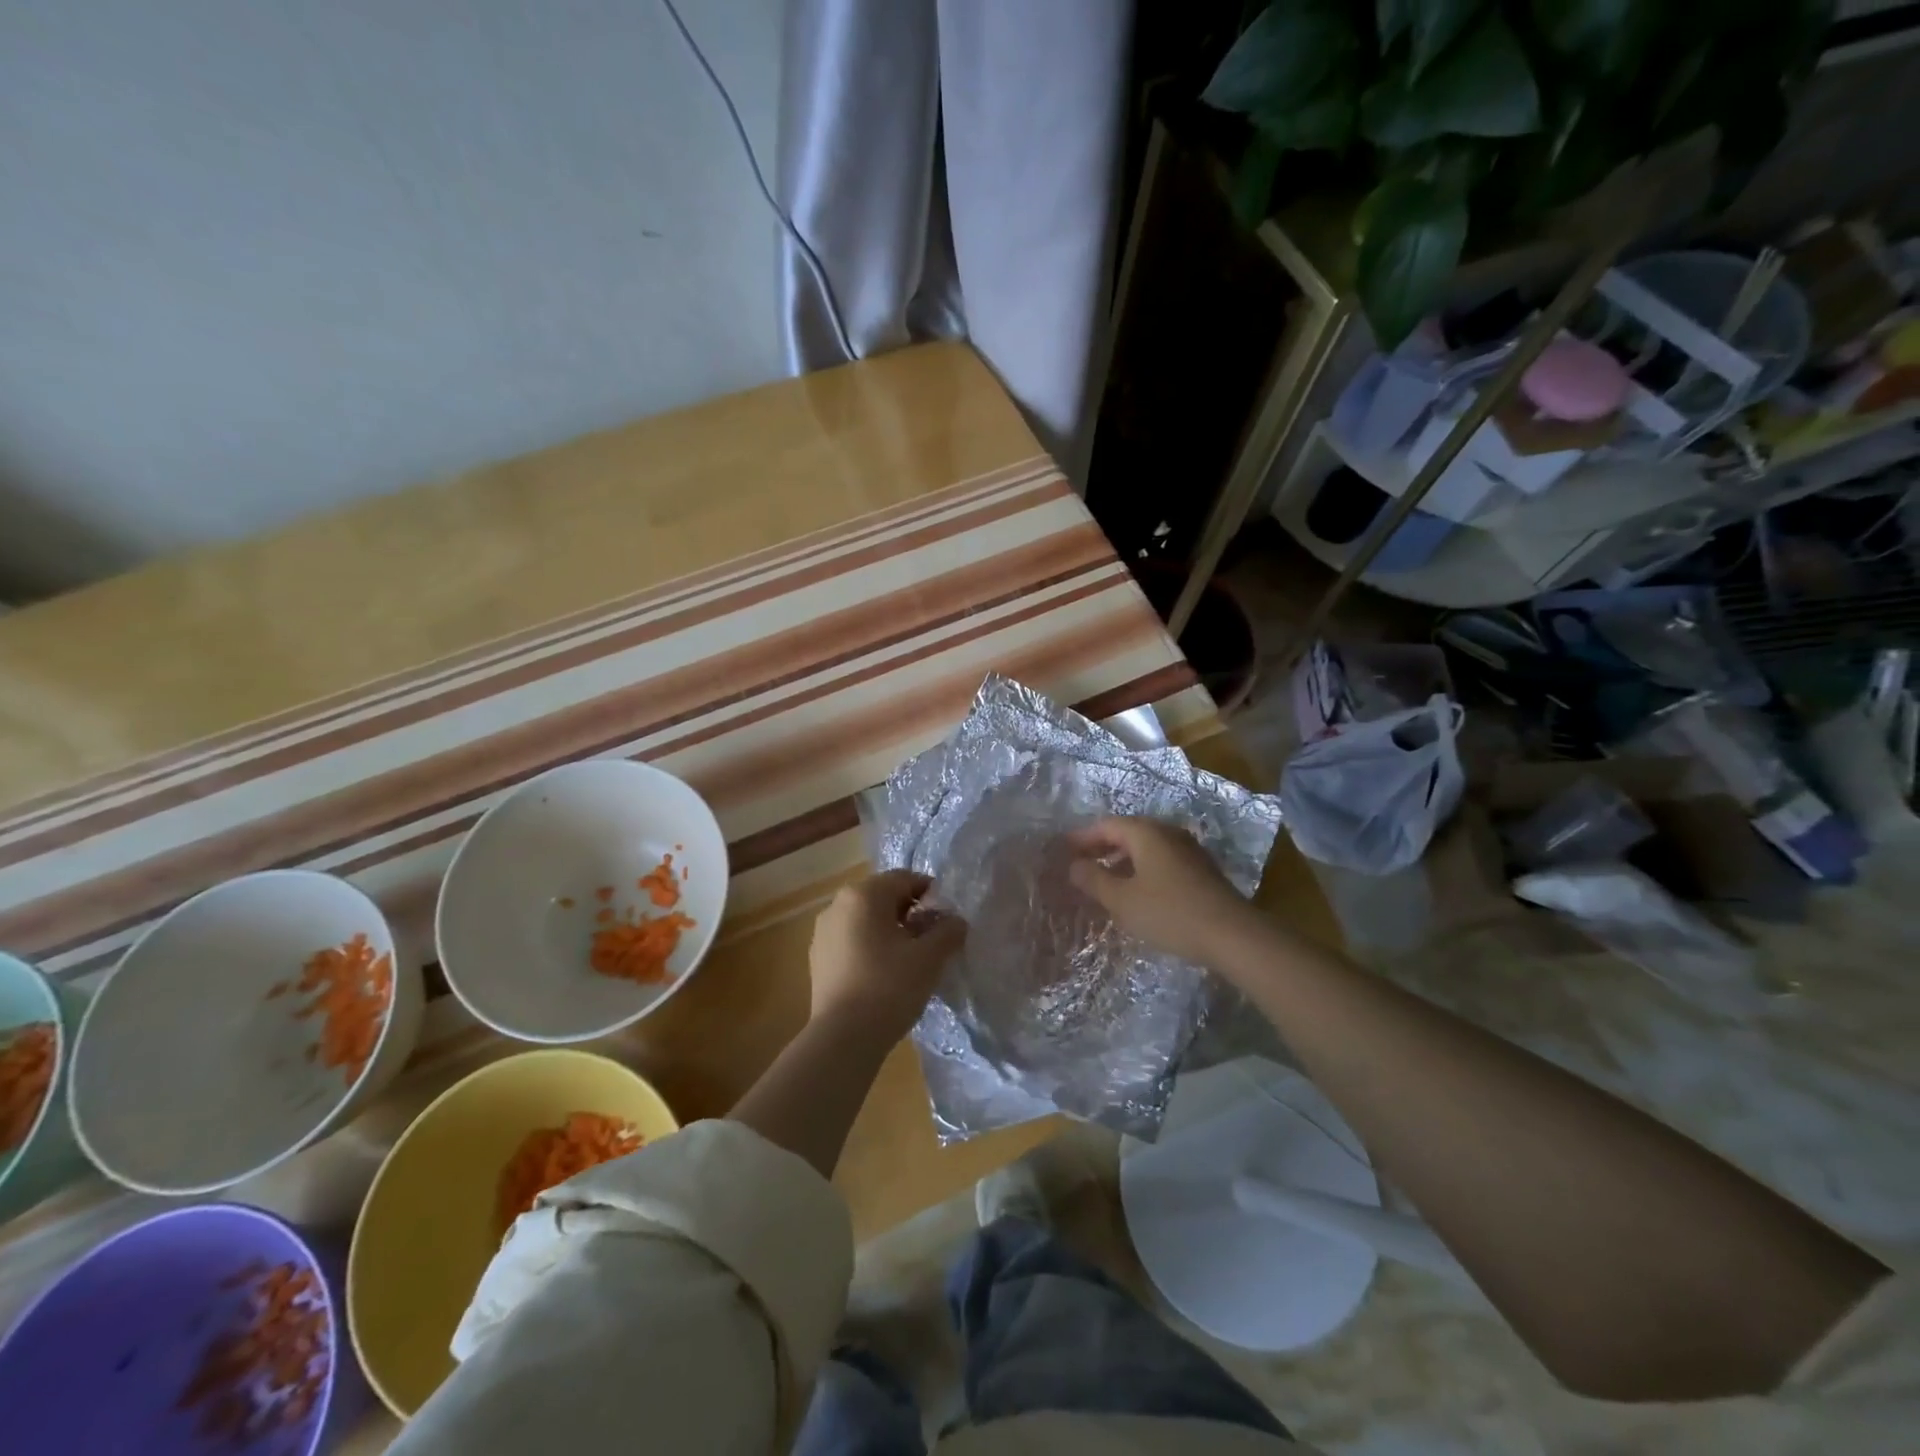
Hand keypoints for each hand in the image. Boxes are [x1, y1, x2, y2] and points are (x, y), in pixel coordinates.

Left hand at [809, 870, 966, 1041]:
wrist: (843, 1037)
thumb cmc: (889, 986)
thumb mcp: (930, 957)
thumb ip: (948, 931)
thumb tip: (955, 921)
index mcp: (863, 894)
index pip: (905, 879)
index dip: (931, 895)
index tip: (946, 920)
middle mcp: (837, 904)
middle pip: (883, 897)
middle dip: (910, 913)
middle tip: (931, 940)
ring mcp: (823, 932)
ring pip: (865, 920)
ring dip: (890, 930)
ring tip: (909, 960)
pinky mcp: (817, 958)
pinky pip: (851, 941)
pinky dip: (870, 947)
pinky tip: (884, 975)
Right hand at [1066, 816, 1257, 964]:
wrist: (1232, 935)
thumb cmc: (1169, 912)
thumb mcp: (1122, 900)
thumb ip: (1093, 880)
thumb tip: (1073, 866)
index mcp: (1146, 832)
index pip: (1105, 825)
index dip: (1082, 837)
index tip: (1062, 850)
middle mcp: (1167, 833)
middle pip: (1127, 833)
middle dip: (1101, 847)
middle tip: (1079, 864)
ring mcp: (1188, 851)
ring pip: (1145, 848)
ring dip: (1121, 860)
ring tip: (1103, 880)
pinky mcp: (1200, 871)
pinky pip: (1160, 862)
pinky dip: (1140, 870)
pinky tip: (1135, 892)